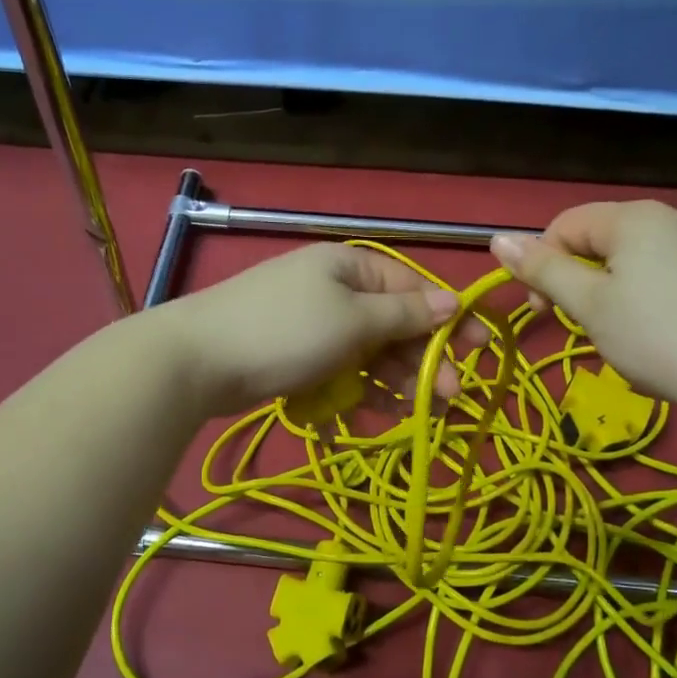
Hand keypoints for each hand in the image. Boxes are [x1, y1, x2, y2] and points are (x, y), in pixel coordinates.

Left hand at [158, 244, 481, 416]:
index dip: (448, 318)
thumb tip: (452, 300)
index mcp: (349, 267)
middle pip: (392, 322)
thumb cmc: (284, 332)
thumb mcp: (353, 321)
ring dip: (396, 378)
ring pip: (368, 350)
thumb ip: (404, 315)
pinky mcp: (294, 353)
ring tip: (420, 411)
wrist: (195, 361)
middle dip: (423, 357)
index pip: (412, 288)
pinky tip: (379, 410)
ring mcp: (312, 322)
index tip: (481, 349)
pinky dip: (360, 387)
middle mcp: (333, 288)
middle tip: (451, 395)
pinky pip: (340, 367)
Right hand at [490, 201, 676, 423]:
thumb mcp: (588, 305)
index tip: (540, 311)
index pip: (564, 225)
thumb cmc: (656, 336)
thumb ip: (542, 269)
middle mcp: (668, 220)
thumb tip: (497, 239)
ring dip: (607, 296)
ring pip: (630, 263)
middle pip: (598, 241)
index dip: (541, 264)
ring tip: (618, 337)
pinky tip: (656, 338)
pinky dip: (643, 302)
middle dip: (577, 281)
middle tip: (579, 326)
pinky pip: (662, 277)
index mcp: (632, 217)